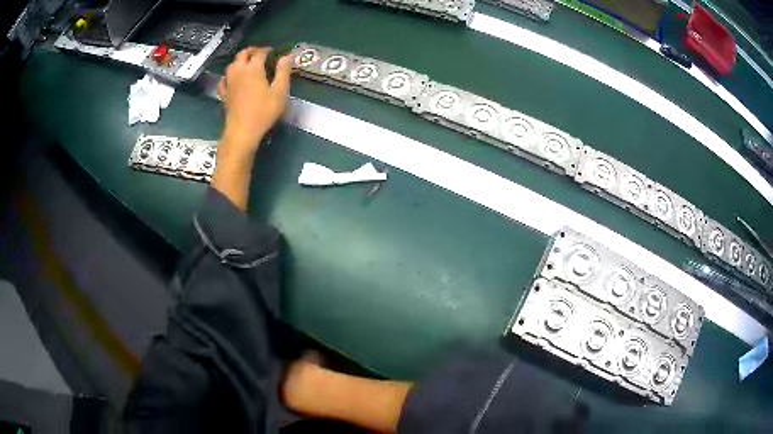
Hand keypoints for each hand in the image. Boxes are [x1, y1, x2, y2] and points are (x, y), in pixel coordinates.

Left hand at [218, 47, 292, 153]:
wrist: (242, 131)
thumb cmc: (263, 112)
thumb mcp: (279, 92)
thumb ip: (283, 71)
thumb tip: (287, 56)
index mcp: (253, 69)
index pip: (260, 53)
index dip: (268, 50)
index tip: (275, 52)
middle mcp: (238, 71)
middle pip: (243, 54)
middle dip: (252, 51)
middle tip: (262, 53)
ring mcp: (229, 82)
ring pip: (232, 64)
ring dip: (241, 60)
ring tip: (249, 63)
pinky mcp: (224, 93)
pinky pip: (224, 79)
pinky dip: (230, 75)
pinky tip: (233, 79)